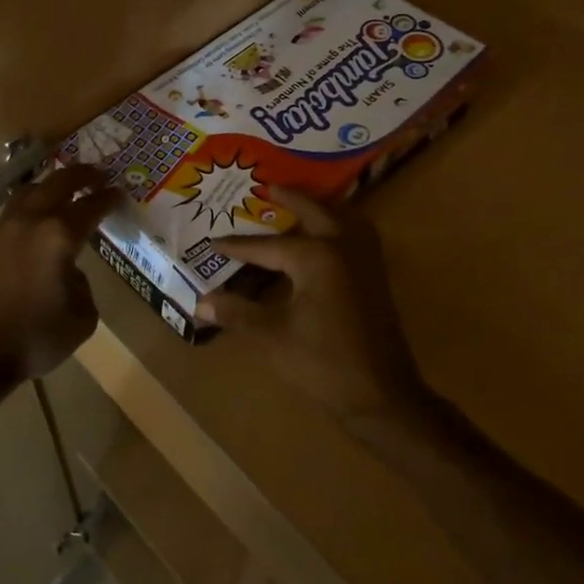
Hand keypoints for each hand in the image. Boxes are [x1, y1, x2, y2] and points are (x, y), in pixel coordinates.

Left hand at [0, 164, 118, 384]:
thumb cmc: (32, 338)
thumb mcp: (80, 320)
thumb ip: (82, 287)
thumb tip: (69, 273)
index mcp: (59, 236)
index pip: (90, 206)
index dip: (108, 198)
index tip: (119, 192)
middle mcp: (30, 222)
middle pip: (57, 183)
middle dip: (80, 175)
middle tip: (95, 174)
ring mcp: (1, 230)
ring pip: (28, 193)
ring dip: (49, 187)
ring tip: (61, 191)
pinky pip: (10, 216)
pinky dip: (28, 211)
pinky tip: (32, 226)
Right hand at [195, 190, 419, 417]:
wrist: (382, 395)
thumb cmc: (323, 363)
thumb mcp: (273, 336)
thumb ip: (238, 313)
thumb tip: (201, 301)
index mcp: (317, 256)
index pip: (268, 246)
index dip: (238, 247)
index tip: (213, 243)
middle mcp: (344, 247)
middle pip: (314, 211)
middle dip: (289, 199)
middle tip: (267, 187)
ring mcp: (365, 260)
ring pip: (343, 217)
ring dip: (321, 206)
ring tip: (300, 202)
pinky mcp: (376, 276)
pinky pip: (357, 233)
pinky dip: (341, 223)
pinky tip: (329, 235)